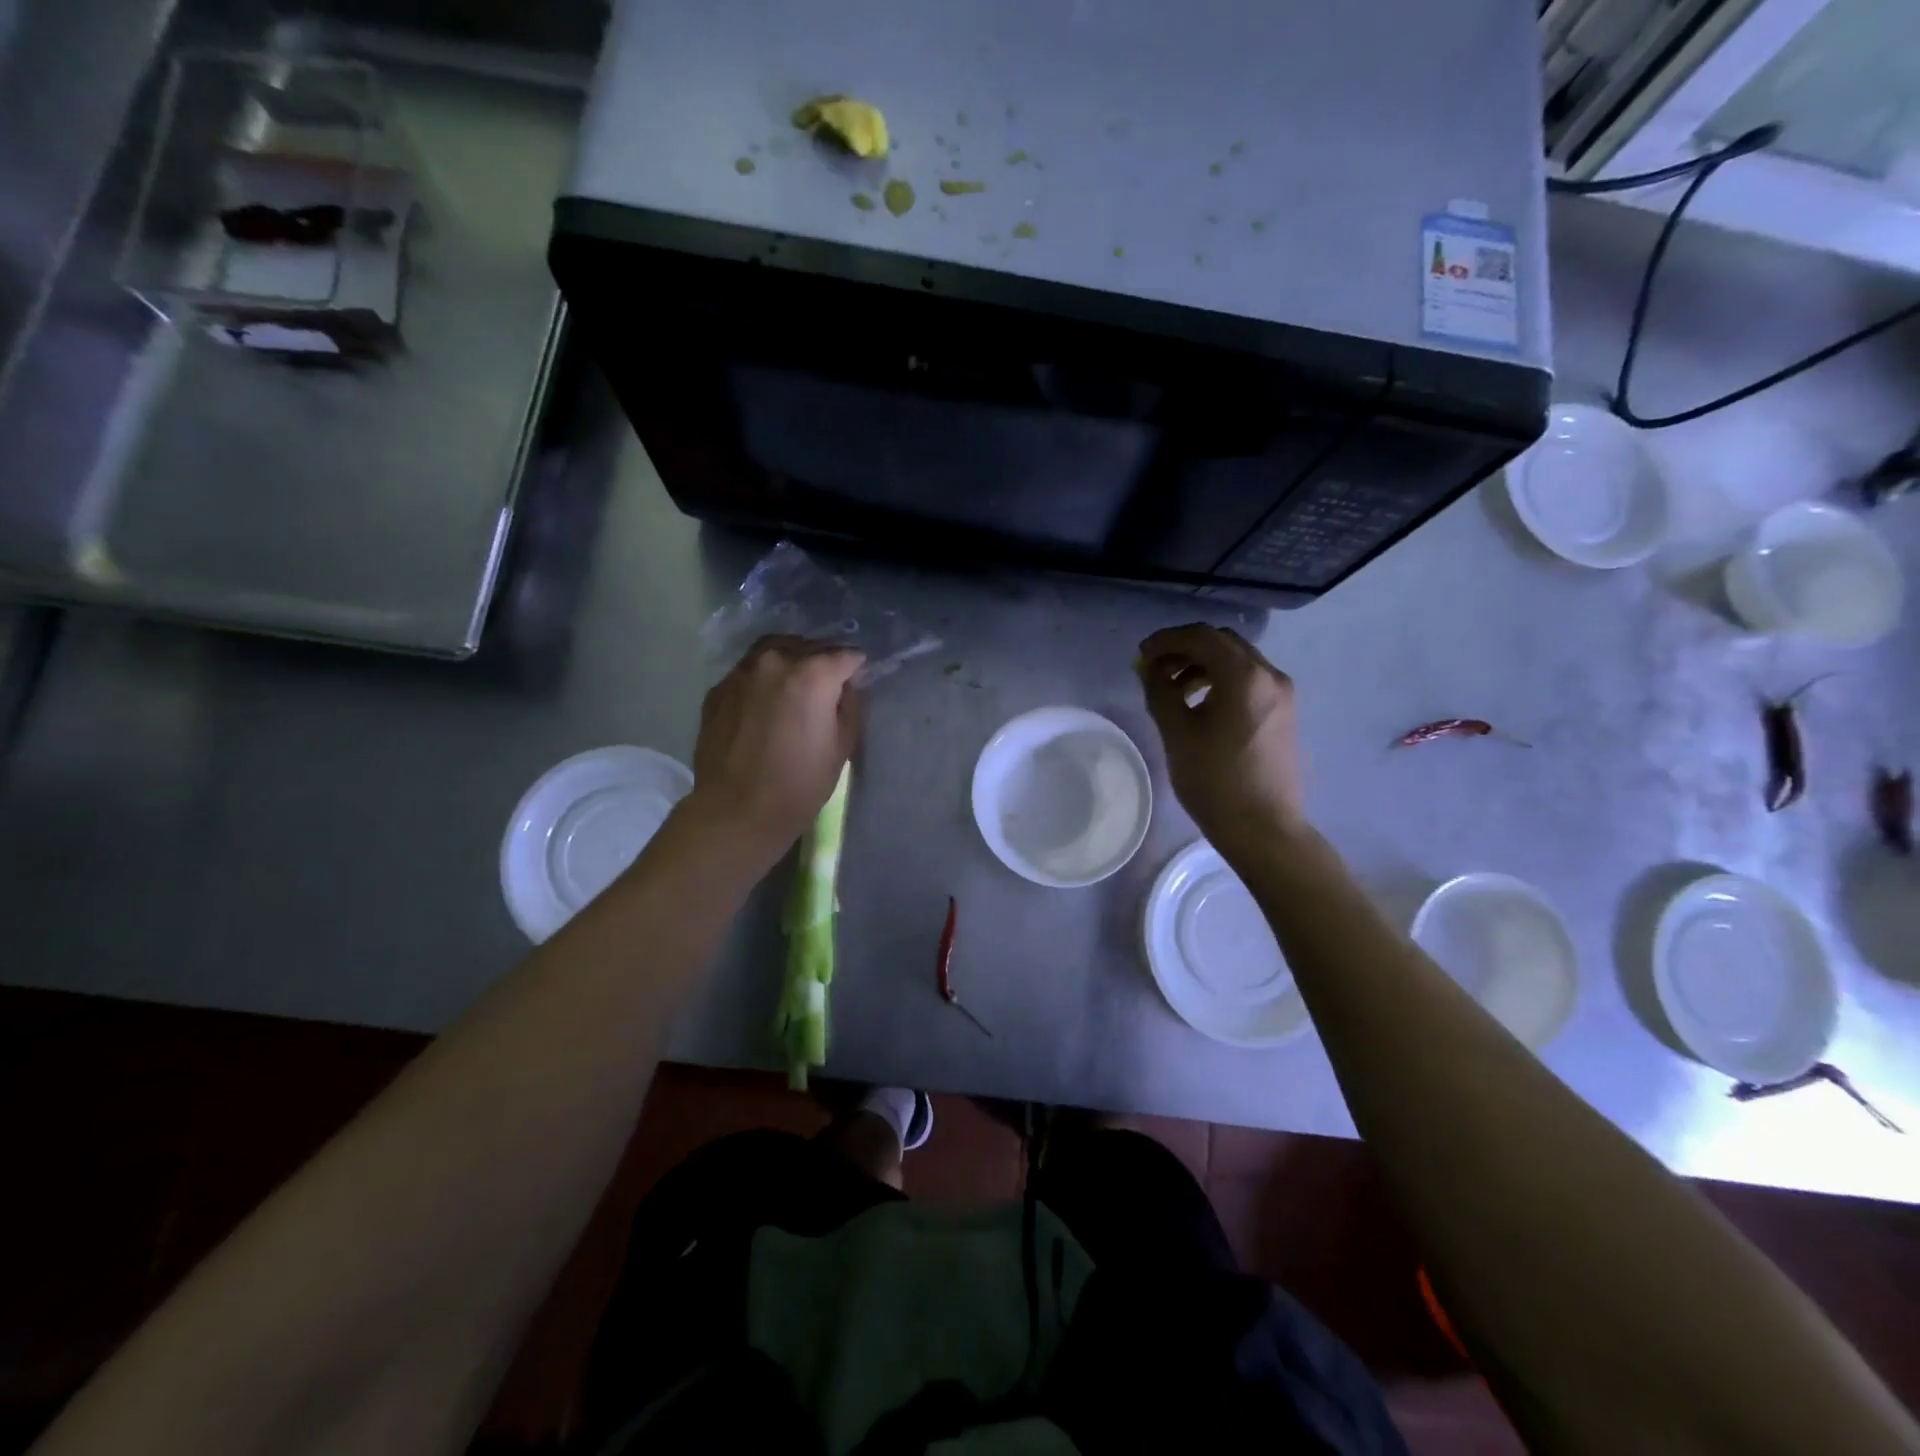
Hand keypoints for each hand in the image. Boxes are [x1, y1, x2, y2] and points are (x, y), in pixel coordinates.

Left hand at [683, 636, 864, 869]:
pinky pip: (749, 672)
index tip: (857, 682)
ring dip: (791, 662)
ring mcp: (741, 672)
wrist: (736, 810)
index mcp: (813, 672)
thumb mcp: (843, 746)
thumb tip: (846, 687)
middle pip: (809, 646)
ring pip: (774, 651)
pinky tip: (766, 703)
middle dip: (823, 661)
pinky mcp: (718, 689)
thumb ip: (850, 705)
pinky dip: (763, 679)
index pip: (846, 655)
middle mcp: (775, 660)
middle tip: (829, 686)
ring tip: (797, 686)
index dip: (856, 668)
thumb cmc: (800, 783)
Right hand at [1135, 624, 1305, 858]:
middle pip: (1221, 642)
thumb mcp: (1177, 733)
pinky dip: (1220, 679)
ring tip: (1172, 689)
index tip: (1141, 656)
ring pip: (1236, 659)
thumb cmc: (1215, 781)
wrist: (1263, 828)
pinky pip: (1248, 679)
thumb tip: (1148, 667)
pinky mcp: (1282, 711)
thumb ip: (1159, 691)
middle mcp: (1269, 675)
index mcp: (1244, 676)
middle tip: (1153, 669)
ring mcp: (1281, 693)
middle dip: (1184, 648)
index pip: (1200, 637)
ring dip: (1201, 664)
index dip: (1166, 640)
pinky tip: (1199, 703)